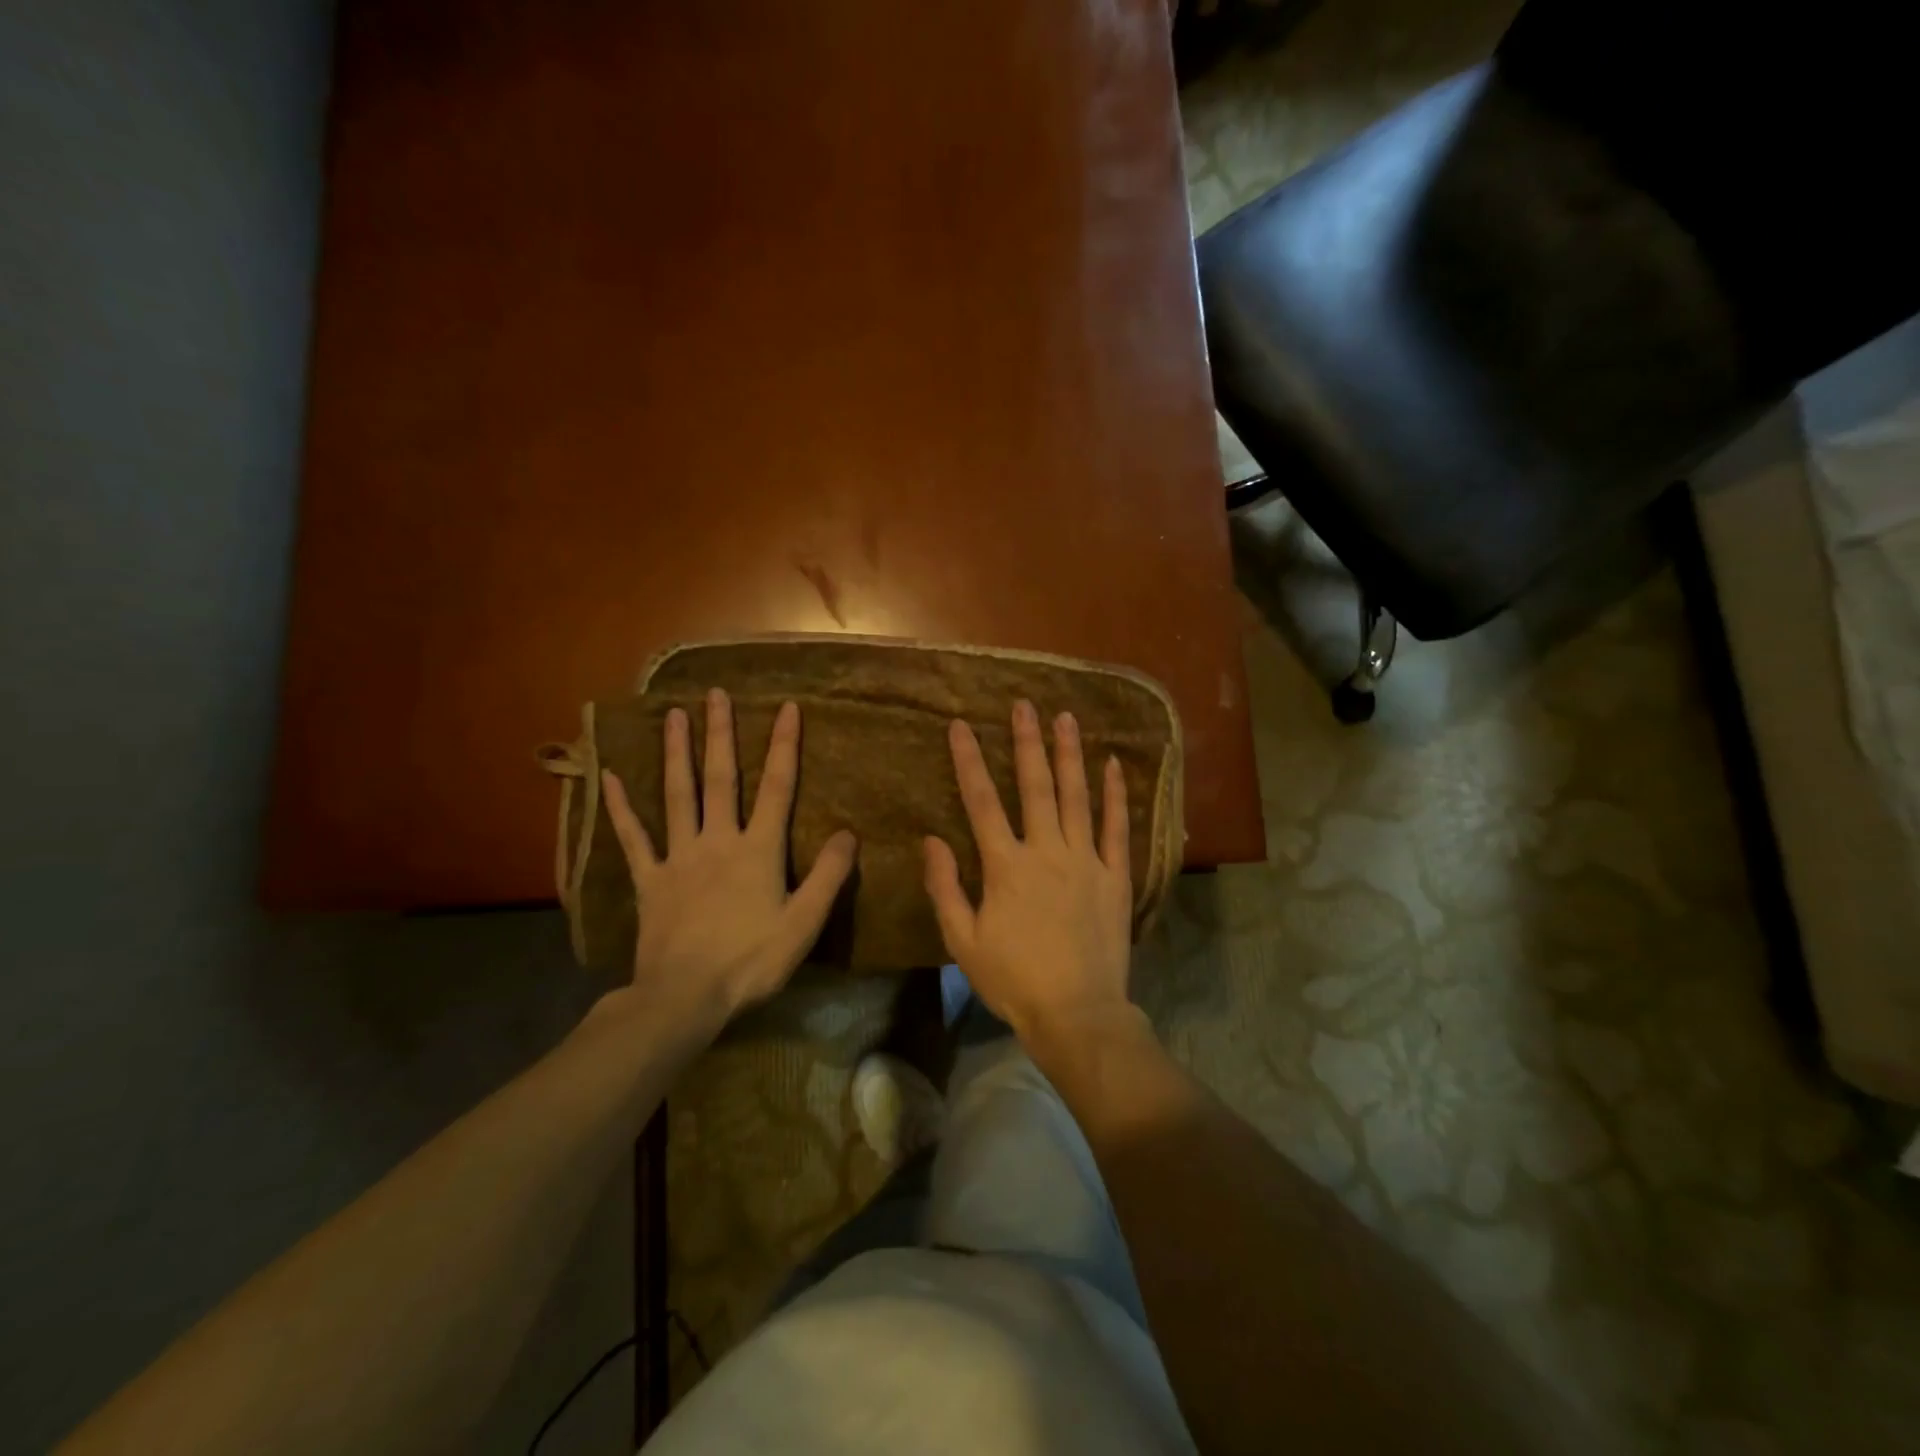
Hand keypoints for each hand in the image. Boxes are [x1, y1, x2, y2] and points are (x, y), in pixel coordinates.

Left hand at [600, 690, 856, 1028]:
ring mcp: (679, 857)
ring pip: (677, 796)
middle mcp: (718, 840)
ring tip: (673, 716)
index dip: (784, 745)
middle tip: (714, 694)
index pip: (777, 787)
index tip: (787, 707)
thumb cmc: (751, 960)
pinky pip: (634, 838)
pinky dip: (621, 808)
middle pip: (721, 779)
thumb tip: (847, 833)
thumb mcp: (804, 922)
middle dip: (720, 734)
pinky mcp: (650, 879)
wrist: (685, 996)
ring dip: (676, 754)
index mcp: (758, 849)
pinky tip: (609, 777)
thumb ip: (828, 875)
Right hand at [923, 700, 1134, 1045]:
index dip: (968, 761)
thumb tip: (931, 839)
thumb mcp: (962, 940)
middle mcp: (1046, 851)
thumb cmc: (1013, 979)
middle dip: (1027, 742)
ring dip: (1069, 755)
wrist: (1076, 1013)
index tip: (960, 726)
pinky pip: (1117, 827)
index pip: (981, 801)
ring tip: (1065, 718)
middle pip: (1034, 786)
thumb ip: (945, 887)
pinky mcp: (1115, 876)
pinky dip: (1116, 795)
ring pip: (1076, 797)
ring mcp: (1086, 860)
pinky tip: (1114, 765)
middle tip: (1024, 705)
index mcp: (1006, 866)